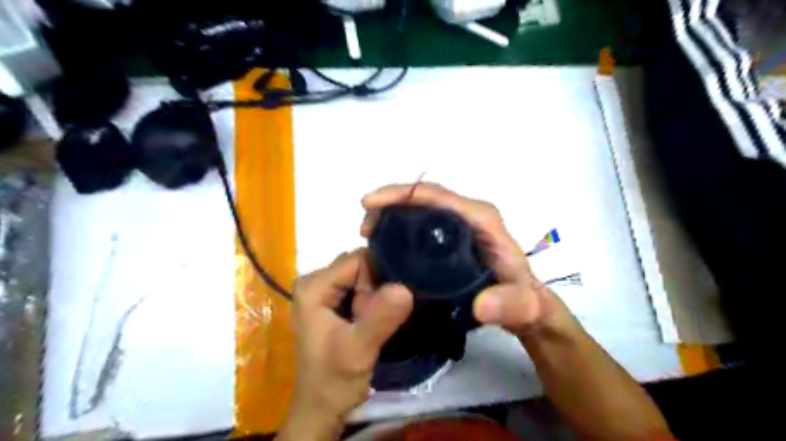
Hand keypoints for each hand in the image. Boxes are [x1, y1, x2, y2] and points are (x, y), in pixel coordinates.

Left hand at [284, 249, 416, 439]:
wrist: (322, 407)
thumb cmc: (334, 380)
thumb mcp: (358, 350)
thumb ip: (379, 318)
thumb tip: (404, 287)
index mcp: (313, 286)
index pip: (357, 260)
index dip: (375, 280)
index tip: (377, 308)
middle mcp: (315, 281)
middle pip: (359, 265)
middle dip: (375, 287)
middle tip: (375, 317)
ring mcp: (323, 291)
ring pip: (362, 276)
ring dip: (375, 295)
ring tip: (373, 320)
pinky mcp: (332, 301)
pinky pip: (360, 287)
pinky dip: (372, 299)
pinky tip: (373, 318)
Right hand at [363, 184, 564, 335]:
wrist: (525, 305)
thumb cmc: (523, 299)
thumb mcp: (522, 306)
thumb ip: (509, 305)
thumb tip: (481, 306)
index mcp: (480, 219)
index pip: (437, 196)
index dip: (401, 195)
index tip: (370, 205)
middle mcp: (468, 214)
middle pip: (423, 196)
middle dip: (389, 203)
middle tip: (364, 227)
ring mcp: (458, 224)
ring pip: (419, 207)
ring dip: (390, 213)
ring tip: (368, 233)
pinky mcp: (450, 236)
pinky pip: (420, 222)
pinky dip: (399, 225)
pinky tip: (384, 242)